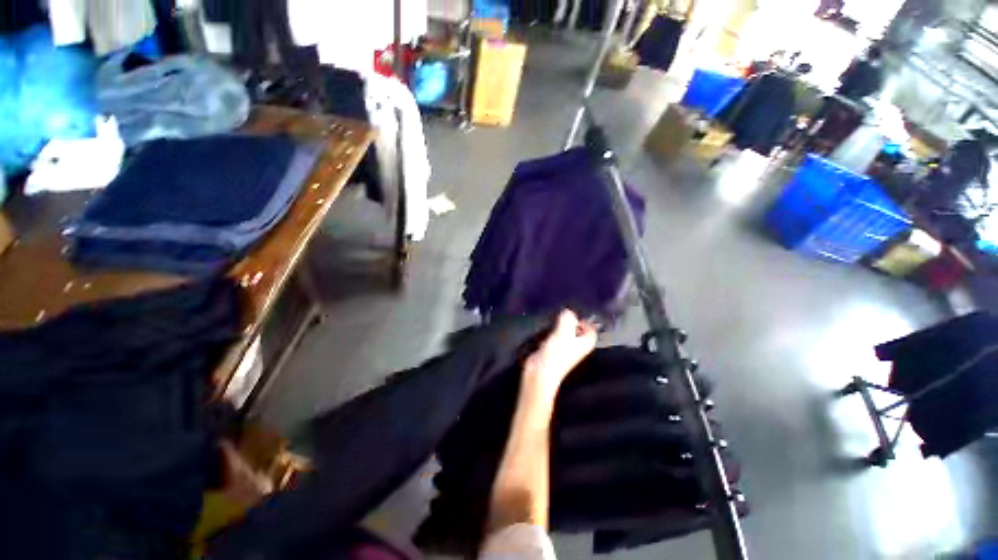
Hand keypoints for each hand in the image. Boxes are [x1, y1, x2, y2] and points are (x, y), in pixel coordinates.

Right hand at [523, 310, 596, 399]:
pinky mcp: (554, 348)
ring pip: (564, 330)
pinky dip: (550, 332)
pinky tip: (545, 334)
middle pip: (576, 326)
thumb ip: (568, 318)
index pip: (590, 326)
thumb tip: (568, 311)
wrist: (540, 371)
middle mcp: (578, 345)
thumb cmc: (556, 354)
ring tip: (551, 325)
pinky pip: (554, 335)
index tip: (570, 315)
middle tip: (559, 318)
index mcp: (587, 342)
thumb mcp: (564, 331)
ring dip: (557, 326)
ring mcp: (566, 347)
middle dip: (567, 321)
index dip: (581, 319)